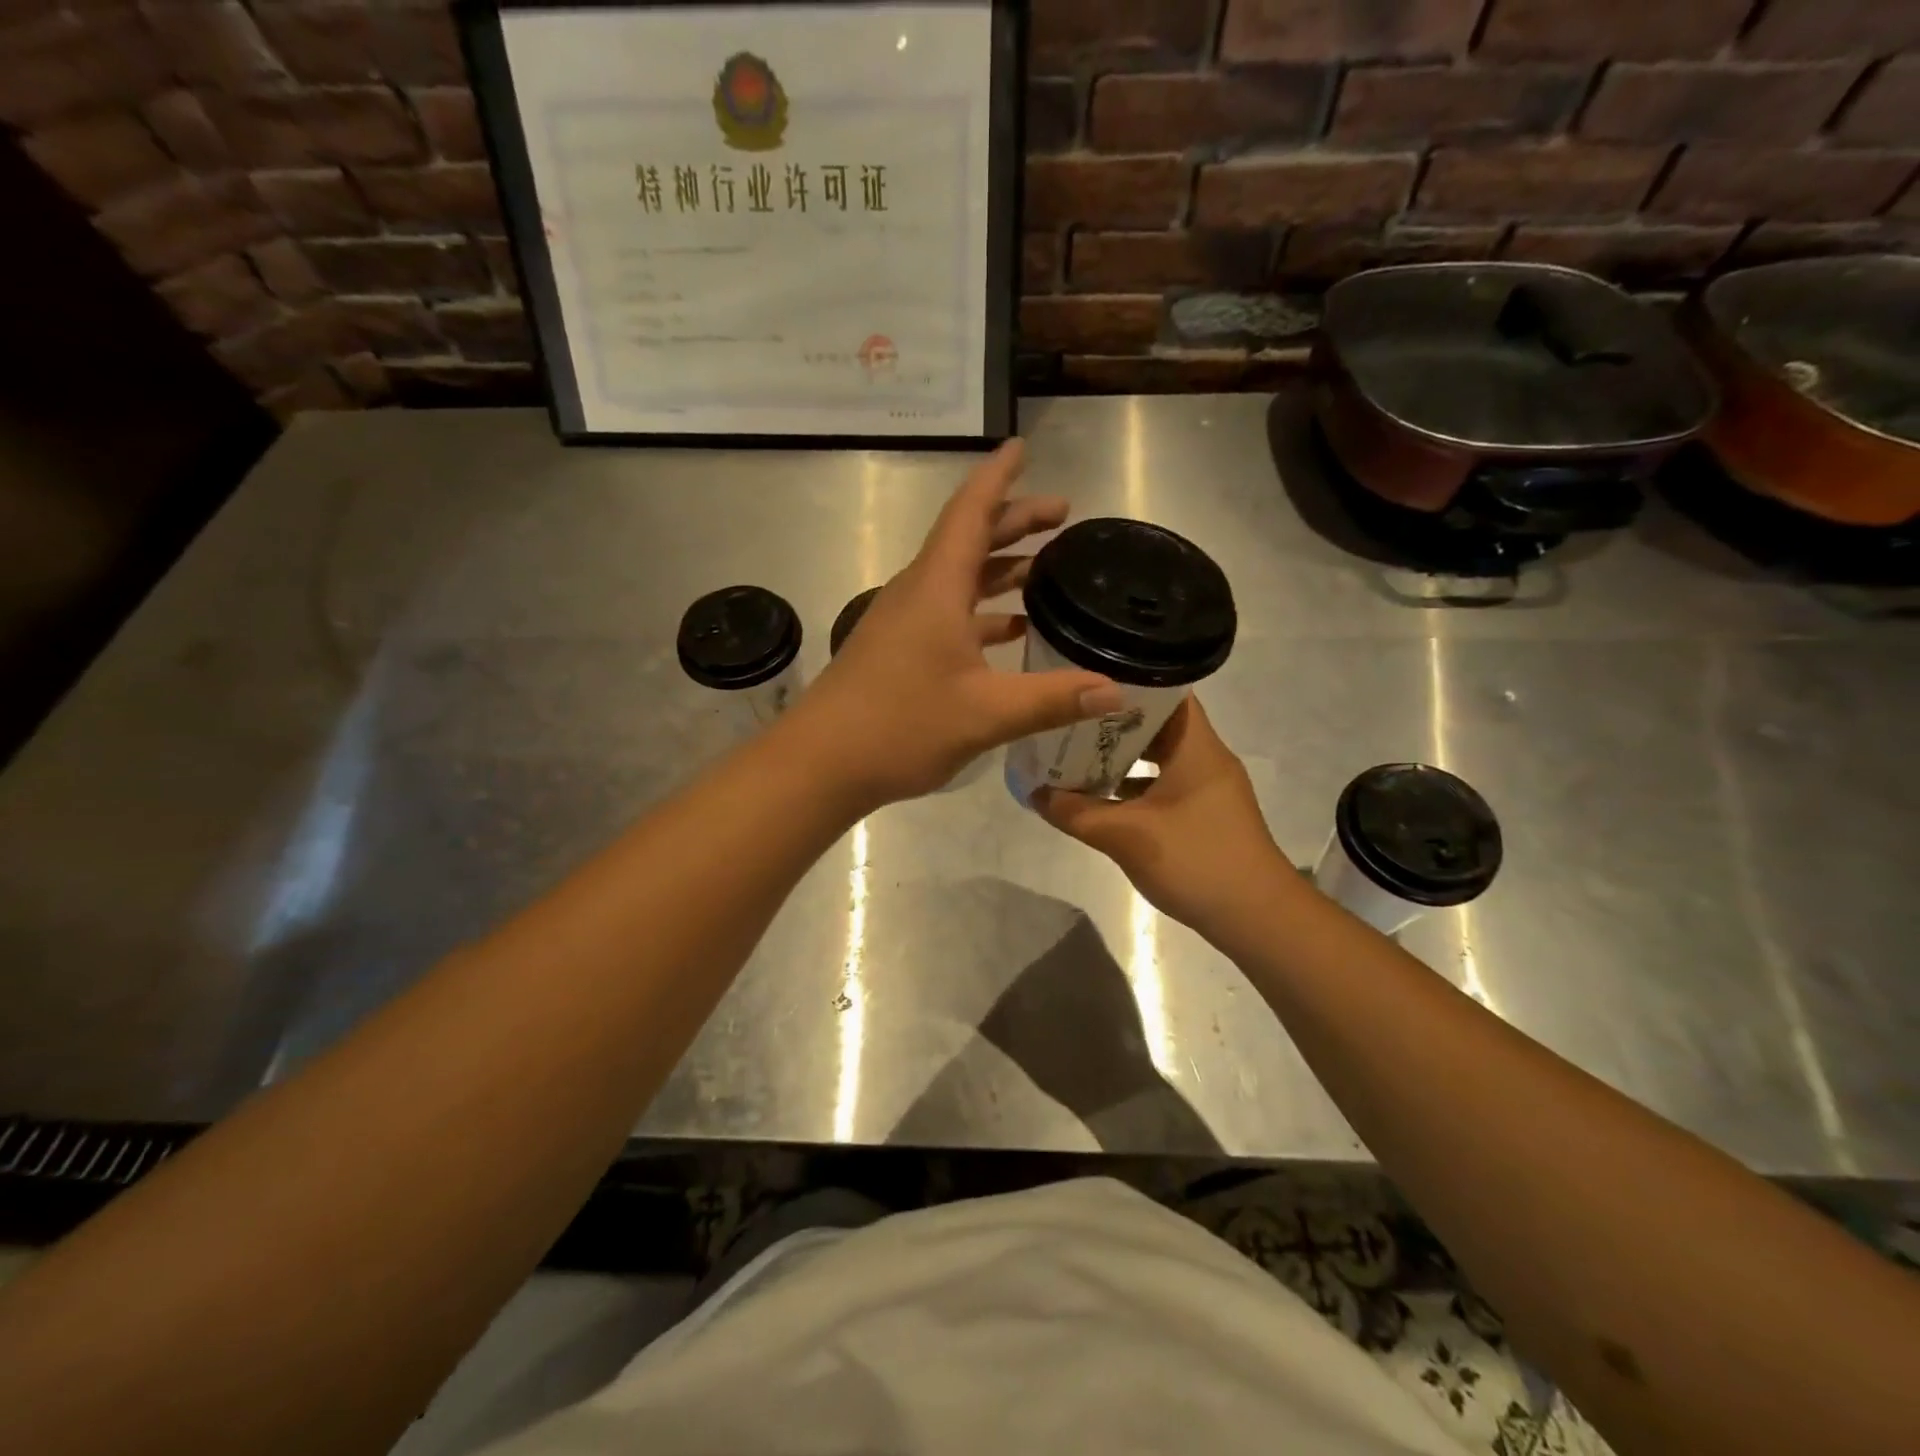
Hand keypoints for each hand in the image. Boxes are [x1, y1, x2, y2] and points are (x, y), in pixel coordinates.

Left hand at [787, 440, 1123, 808]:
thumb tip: (1116, 692)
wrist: (821, 763)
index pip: (970, 512)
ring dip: (999, 568)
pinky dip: (983, 612)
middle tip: (1061, 515)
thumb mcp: (985, 714)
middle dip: (1014, 521)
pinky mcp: (898, 649)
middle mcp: (918, 593)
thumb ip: (1052, 699)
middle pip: (968, 540)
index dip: (998, 476)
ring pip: (958, 578)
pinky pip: (948, 613)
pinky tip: (1011, 632)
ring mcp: (904, 622)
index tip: (1022, 446)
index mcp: (936, 587)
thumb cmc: (900, 726)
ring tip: (1045, 568)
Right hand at [1034, 698, 1291, 935]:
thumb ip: (1076, 813)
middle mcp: (1205, 759)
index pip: (1166, 693)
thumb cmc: (1196, 860)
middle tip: (1068, 719)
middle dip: (1111, 723)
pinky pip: (1162, 786)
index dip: (1127, 683)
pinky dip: (1132, 788)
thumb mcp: (1126, 836)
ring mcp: (1206, 789)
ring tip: (1074, 754)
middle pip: (1157, 725)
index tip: (1086, 682)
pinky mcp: (1204, 815)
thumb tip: (1035, 794)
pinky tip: (1099, 799)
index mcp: (1196, 747)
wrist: (1256, 918)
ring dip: (1120, 758)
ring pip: (1158, 759)